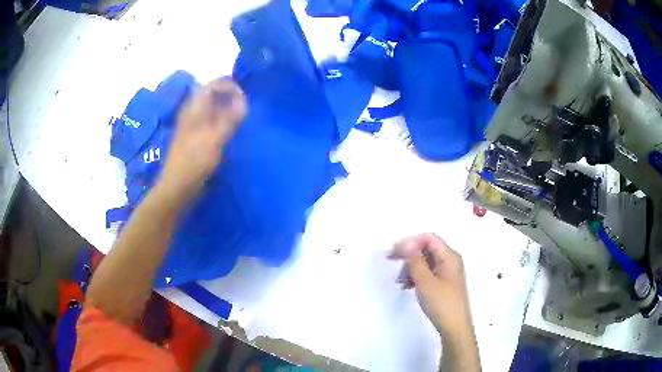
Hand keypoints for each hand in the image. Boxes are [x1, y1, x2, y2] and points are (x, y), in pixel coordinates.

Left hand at [157, 78, 246, 204]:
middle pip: (211, 94)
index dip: (229, 85)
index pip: (212, 85)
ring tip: (240, 116)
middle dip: (229, 95)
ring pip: (210, 108)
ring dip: (226, 107)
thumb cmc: (194, 164)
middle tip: (244, 105)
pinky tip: (228, 130)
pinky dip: (221, 119)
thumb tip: (243, 100)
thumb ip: (230, 119)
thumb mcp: (215, 140)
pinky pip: (209, 120)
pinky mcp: (193, 137)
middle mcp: (192, 113)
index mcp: (194, 109)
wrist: (176, 188)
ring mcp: (191, 125)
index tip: (244, 96)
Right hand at [390, 233, 472, 337]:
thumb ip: (415, 260)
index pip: (429, 238)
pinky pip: (428, 273)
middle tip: (392, 263)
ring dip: (411, 267)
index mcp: (449, 256)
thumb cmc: (441, 302)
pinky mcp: (444, 283)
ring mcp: (448, 273)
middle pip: (427, 249)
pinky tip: (407, 286)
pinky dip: (417, 276)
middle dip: (409, 255)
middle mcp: (450, 260)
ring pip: (426, 262)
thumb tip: (406, 242)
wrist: (454, 327)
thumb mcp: (425, 281)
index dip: (411, 242)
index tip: (395, 252)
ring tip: (399, 281)